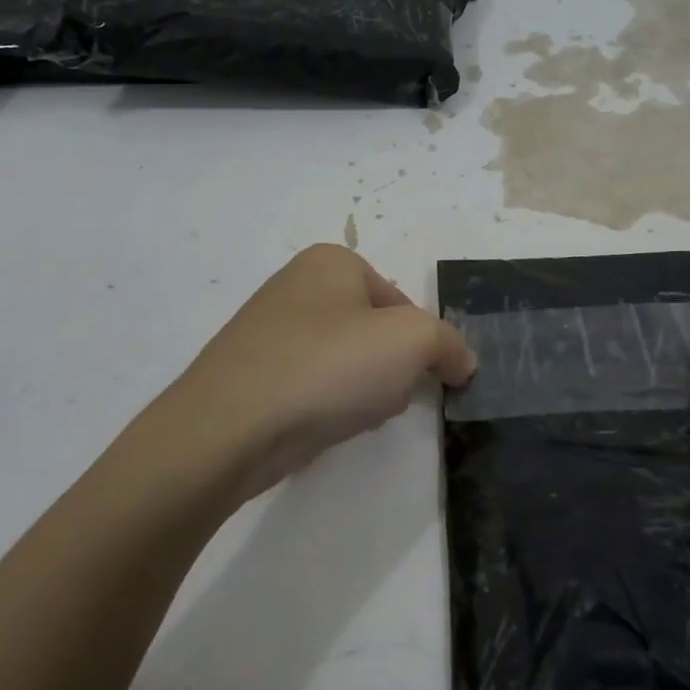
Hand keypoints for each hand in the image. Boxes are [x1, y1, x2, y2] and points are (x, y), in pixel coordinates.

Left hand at [162, 244, 476, 496]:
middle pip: (374, 332)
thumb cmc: (328, 366)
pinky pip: (311, 386)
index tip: (418, 377)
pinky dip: (326, 406)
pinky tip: (324, 428)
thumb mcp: (413, 342)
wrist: (229, 428)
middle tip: (385, 397)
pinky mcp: (251, 374)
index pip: (402, 303)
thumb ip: (449, 344)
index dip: (421, 344)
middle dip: (390, 368)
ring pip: (344, 362)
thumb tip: (461, 362)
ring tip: (352, 416)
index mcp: (332, 261)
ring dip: (362, 391)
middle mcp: (297, 286)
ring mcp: (268, 331)